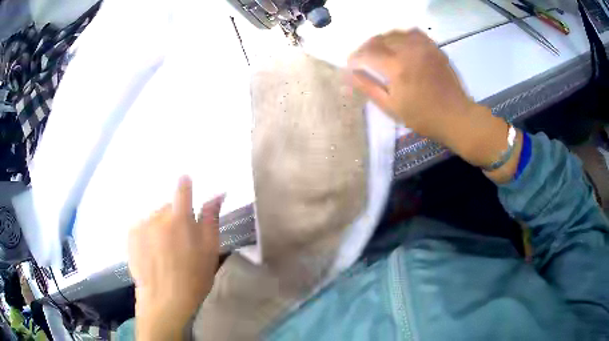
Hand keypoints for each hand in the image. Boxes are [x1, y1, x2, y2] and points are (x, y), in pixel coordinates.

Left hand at [128, 176, 223, 339]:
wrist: (165, 300)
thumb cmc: (193, 278)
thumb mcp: (210, 250)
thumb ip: (211, 219)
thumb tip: (217, 194)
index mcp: (180, 218)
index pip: (182, 188)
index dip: (186, 185)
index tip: (187, 186)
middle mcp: (158, 216)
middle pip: (169, 206)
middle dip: (175, 216)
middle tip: (180, 240)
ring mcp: (142, 225)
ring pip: (155, 216)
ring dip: (161, 225)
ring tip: (164, 249)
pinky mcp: (131, 235)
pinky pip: (143, 225)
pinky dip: (148, 233)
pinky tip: (152, 251)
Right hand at [348, 29, 519, 178]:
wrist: (456, 116)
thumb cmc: (422, 117)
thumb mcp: (391, 107)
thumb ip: (368, 87)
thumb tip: (349, 74)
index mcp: (396, 67)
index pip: (367, 53)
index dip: (355, 58)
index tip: (351, 66)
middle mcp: (408, 50)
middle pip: (379, 39)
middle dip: (366, 48)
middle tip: (364, 60)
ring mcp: (423, 46)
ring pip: (394, 34)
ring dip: (382, 41)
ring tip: (381, 52)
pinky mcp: (434, 47)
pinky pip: (413, 33)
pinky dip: (402, 36)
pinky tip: (401, 46)